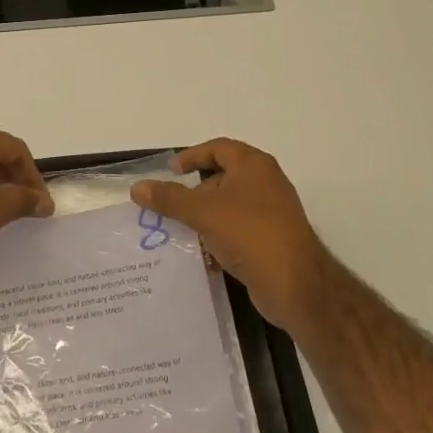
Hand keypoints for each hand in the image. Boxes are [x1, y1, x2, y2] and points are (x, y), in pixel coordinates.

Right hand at [132, 139, 331, 331]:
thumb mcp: (203, 212)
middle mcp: (266, 183)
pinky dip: (220, 236)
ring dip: (206, 216)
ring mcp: (272, 213)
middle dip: (196, 191)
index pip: (219, 148)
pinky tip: (203, 254)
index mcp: (254, 165)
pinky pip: (239, 230)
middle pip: (224, 177)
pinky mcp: (272, 240)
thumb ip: (169, 198)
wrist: (296, 284)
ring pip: (230, 206)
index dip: (193, 156)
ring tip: (182, 231)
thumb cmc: (249, 233)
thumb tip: (137, 188)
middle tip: (173, 206)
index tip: (171, 171)